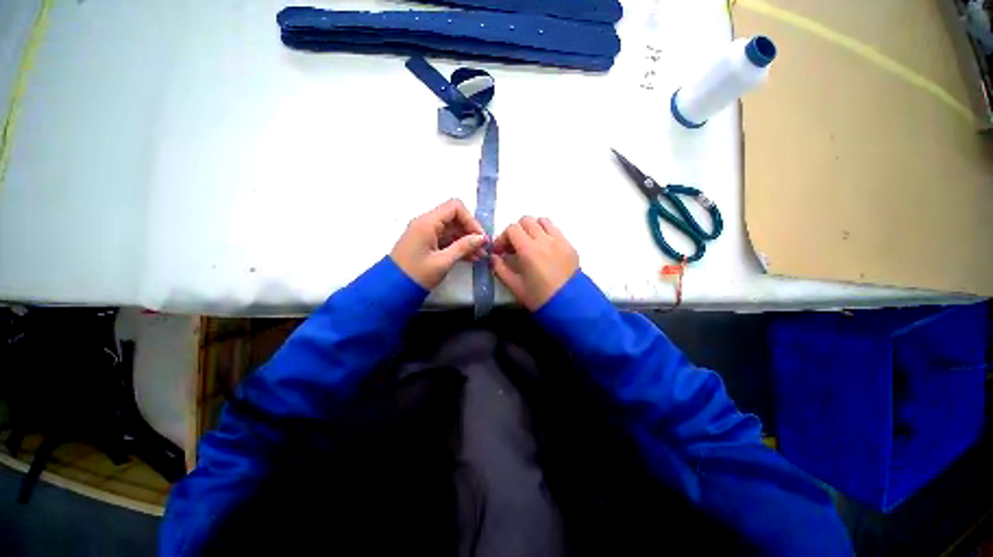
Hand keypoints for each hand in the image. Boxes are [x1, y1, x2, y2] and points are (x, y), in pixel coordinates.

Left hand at [390, 199, 486, 289]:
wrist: (392, 289)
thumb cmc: (416, 274)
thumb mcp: (443, 262)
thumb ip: (463, 247)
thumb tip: (481, 238)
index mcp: (427, 222)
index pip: (455, 207)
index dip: (470, 220)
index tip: (480, 237)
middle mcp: (425, 222)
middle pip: (453, 217)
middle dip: (469, 231)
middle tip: (482, 248)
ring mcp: (424, 232)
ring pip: (450, 228)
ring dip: (465, 240)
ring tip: (478, 256)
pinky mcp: (424, 242)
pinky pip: (444, 238)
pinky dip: (456, 245)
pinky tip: (469, 258)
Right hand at [491, 216, 578, 310]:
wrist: (570, 306)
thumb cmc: (540, 298)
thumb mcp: (515, 287)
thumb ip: (500, 269)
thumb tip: (494, 257)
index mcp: (529, 250)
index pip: (512, 229)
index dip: (503, 237)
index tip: (500, 251)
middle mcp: (545, 240)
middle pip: (526, 220)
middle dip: (516, 231)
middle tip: (514, 247)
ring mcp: (559, 241)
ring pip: (542, 221)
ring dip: (533, 228)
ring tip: (530, 244)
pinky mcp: (570, 245)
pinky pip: (555, 230)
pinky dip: (546, 233)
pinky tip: (544, 249)